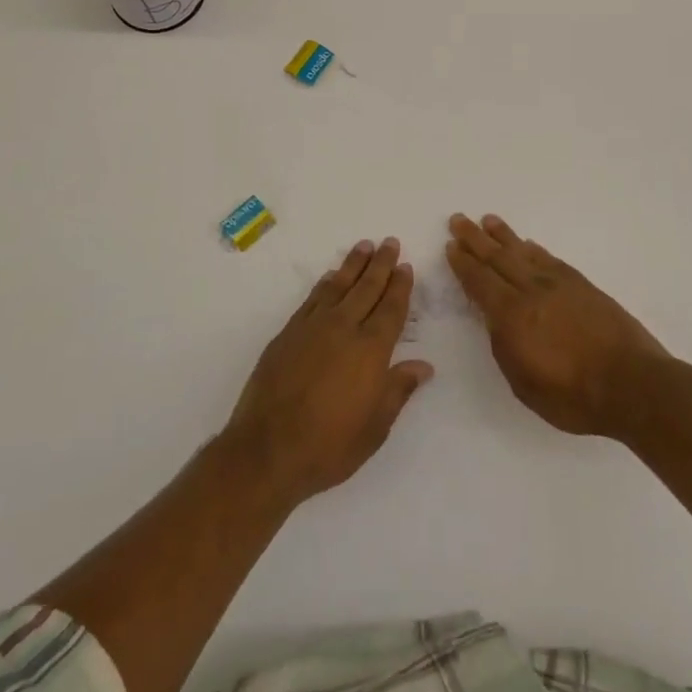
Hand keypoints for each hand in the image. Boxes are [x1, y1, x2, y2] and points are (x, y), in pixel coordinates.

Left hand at [224, 239, 433, 504]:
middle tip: (390, 242)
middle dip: (380, 264)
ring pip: (339, 286)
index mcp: (371, 350)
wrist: (267, 449)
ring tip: (364, 246)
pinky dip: (325, 284)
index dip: (400, 287)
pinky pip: (312, 299)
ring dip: (353, 264)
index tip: (405, 266)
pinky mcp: (288, 333)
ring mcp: (313, 327)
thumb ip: (398, 390)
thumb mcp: (375, 427)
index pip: (390, 309)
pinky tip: (330, 277)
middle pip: (367, 288)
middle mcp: (344, 328)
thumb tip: (424, 365)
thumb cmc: (329, 446)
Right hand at [447, 214, 668, 438]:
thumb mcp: (523, 383)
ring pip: (523, 252)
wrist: (632, 384)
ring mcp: (559, 284)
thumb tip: (496, 320)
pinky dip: (535, 250)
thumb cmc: (573, 396)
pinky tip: (528, 245)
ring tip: (488, 220)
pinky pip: (550, 260)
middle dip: (475, 239)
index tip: (451, 246)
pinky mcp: (582, 285)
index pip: (479, 281)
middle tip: (458, 220)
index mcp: (511, 315)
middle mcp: (531, 291)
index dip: (463, 264)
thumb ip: (504, 347)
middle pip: (497, 258)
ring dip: (503, 236)